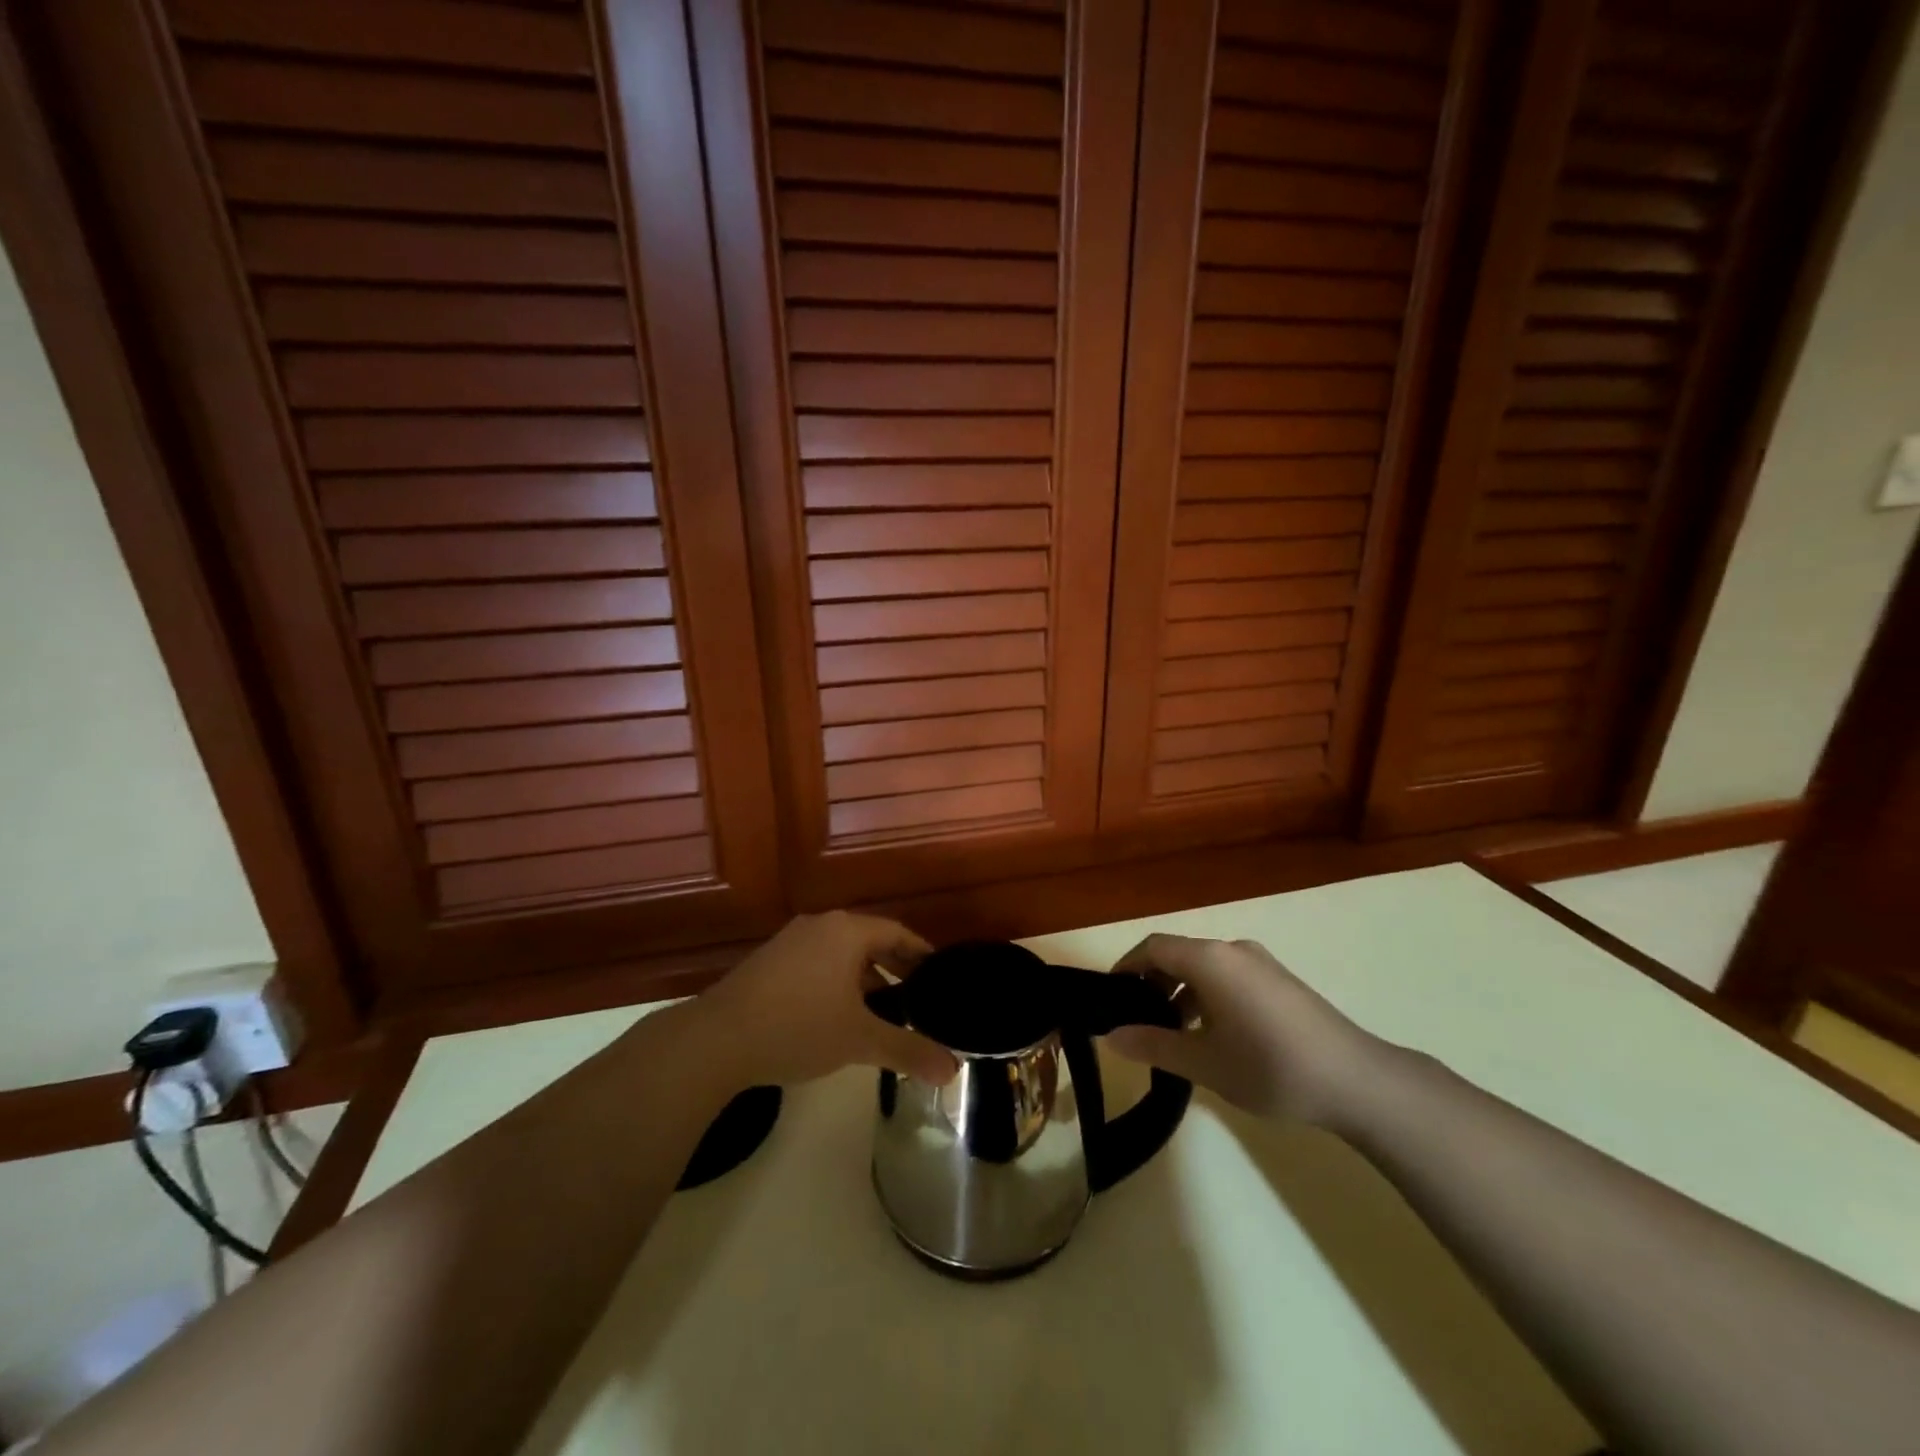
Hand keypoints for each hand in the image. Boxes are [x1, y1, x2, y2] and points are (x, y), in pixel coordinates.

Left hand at [691, 912, 956, 1088]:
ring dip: (866, 978)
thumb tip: (953, 1071)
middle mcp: (820, 926)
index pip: (897, 932)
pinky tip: (838, 1016)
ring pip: (841, 954)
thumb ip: (908, 1050)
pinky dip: (837, 983)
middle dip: (895, 968)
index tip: (940, 976)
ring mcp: (790, 942)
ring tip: (884, 1011)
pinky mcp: (768, 962)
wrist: (716, 1040)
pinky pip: (817, 964)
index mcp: (847, 931)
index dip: (922, 954)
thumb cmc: (798, 1027)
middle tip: (919, 997)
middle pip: (869, 940)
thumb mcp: (860, 1040)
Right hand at [1105, 934, 1377, 1124]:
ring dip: (1180, 992)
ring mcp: (1261, 963)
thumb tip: (1110, 1036)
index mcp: (1211, 960)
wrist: (1358, 1081)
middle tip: (1137, 1021)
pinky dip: (1207, 995)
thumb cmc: (1271, 1067)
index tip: (1111, 997)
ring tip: (1173, 1033)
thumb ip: (1153, 1045)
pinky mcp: (1280, 981)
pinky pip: (1228, 976)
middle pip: (1179, 954)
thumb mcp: (1204, 1062)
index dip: (1126, 967)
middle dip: (1152, 983)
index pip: (1153, 947)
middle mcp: (1233, 950)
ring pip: (1205, 967)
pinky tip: (1213, 1035)